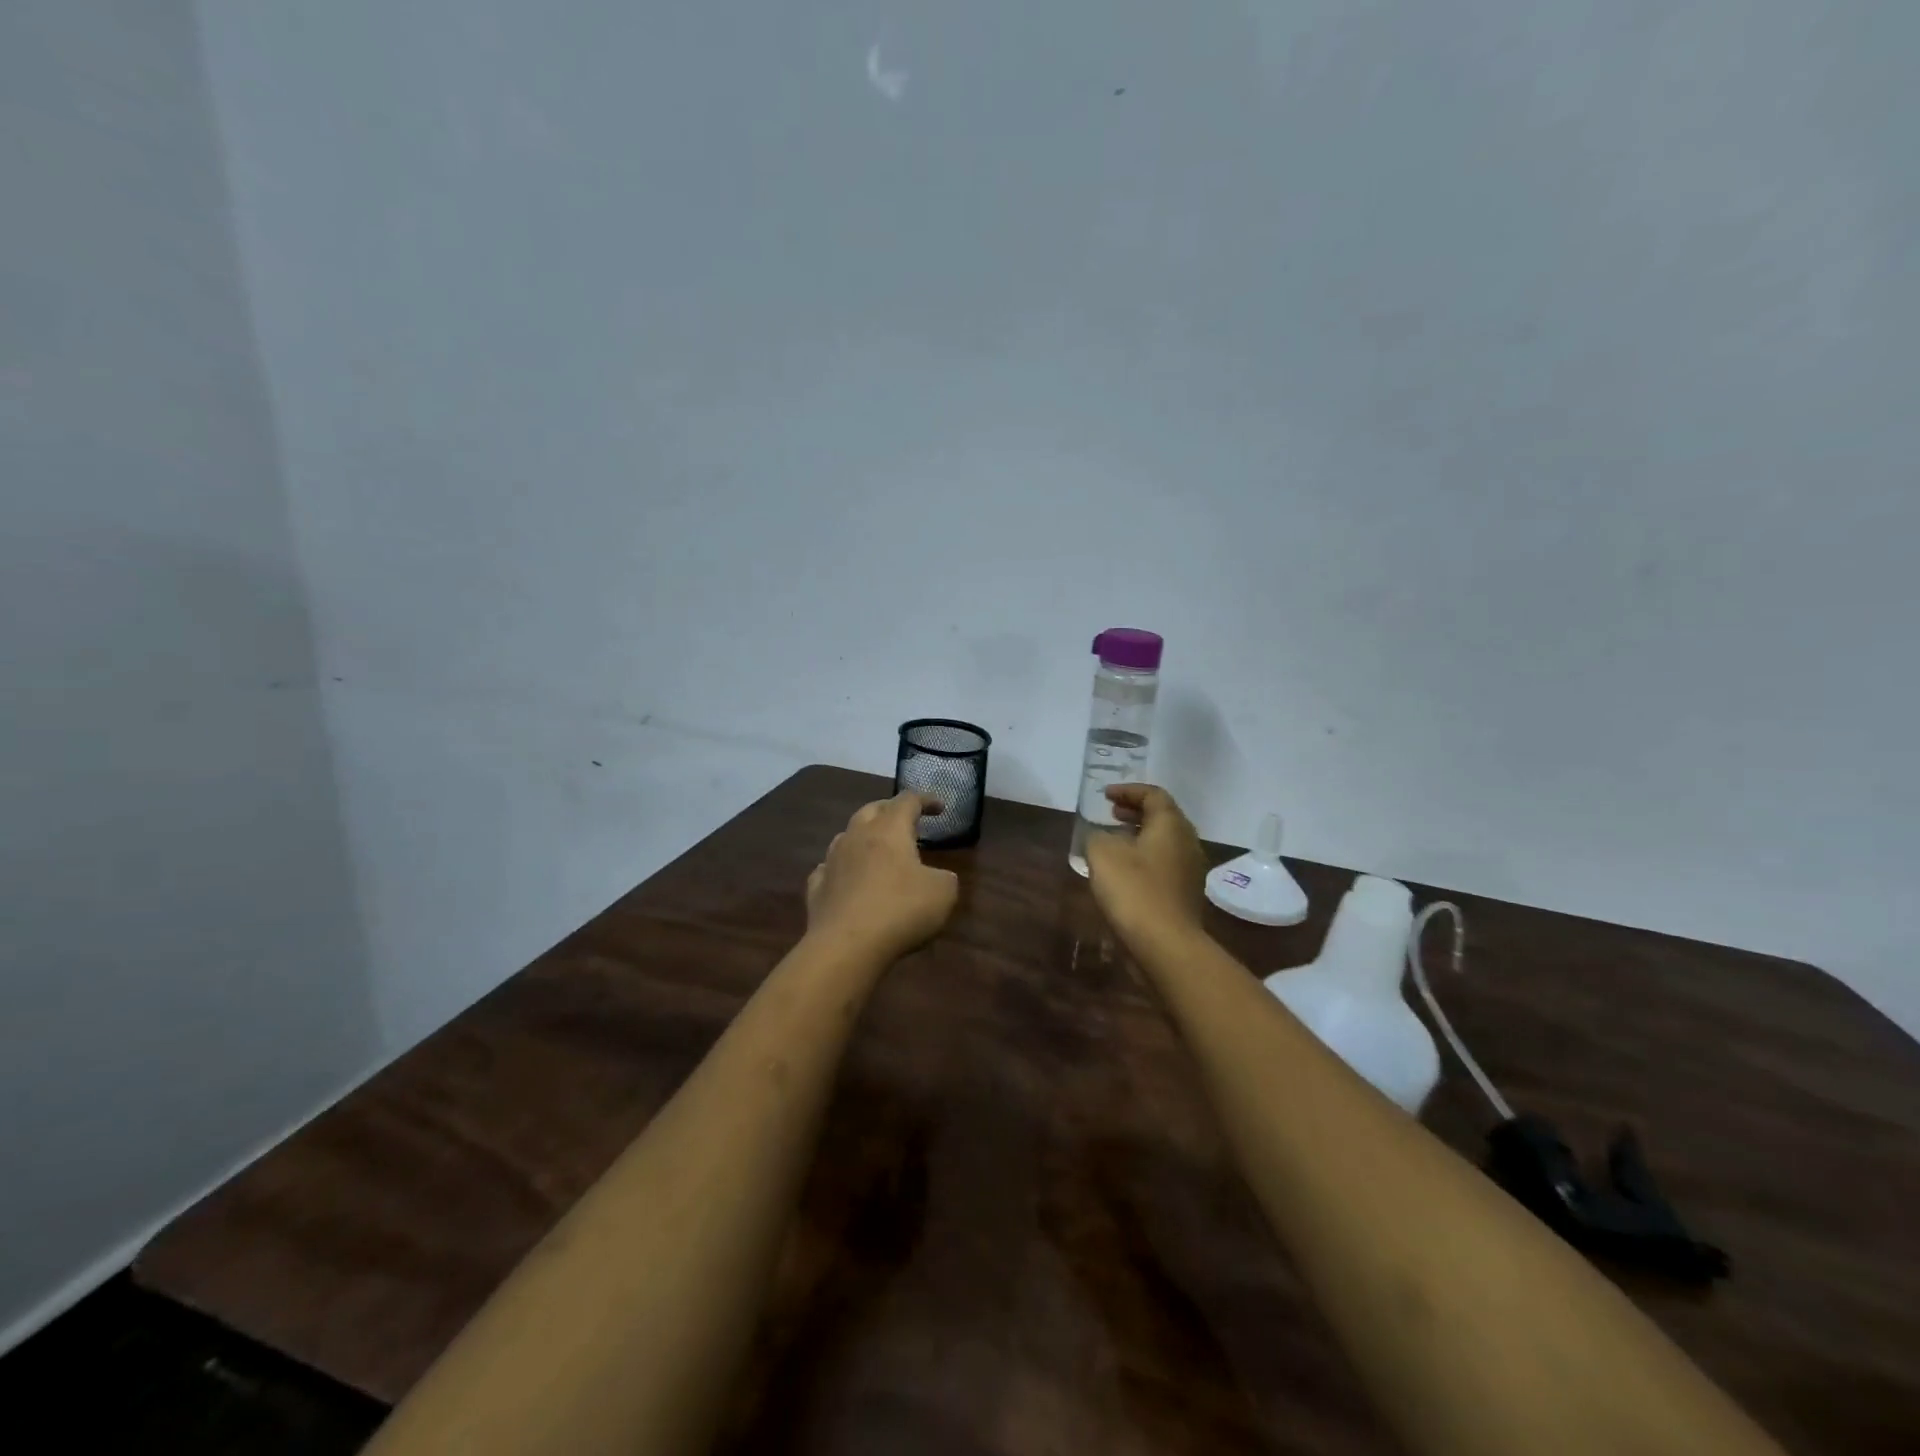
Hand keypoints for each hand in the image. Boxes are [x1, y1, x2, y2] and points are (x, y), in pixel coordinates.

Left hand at [805, 792, 959, 962]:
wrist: (846, 946)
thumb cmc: (900, 910)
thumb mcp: (943, 893)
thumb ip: (944, 878)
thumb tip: (937, 877)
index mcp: (889, 829)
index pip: (908, 801)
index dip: (926, 800)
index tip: (940, 808)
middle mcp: (857, 836)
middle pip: (872, 810)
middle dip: (890, 810)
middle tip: (906, 821)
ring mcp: (832, 861)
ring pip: (846, 836)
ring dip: (863, 837)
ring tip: (876, 849)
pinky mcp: (817, 888)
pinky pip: (829, 869)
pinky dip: (842, 869)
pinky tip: (847, 879)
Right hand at [1084, 783, 1208, 945]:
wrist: (1165, 945)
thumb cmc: (1134, 890)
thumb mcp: (1102, 853)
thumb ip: (1098, 836)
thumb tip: (1102, 838)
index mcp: (1171, 825)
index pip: (1153, 795)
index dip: (1128, 791)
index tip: (1104, 795)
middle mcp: (1187, 843)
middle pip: (1163, 817)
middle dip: (1135, 812)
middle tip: (1111, 814)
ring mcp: (1190, 871)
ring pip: (1164, 843)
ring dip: (1139, 837)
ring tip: (1113, 842)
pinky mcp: (1185, 895)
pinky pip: (1164, 865)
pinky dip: (1144, 859)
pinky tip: (1124, 873)